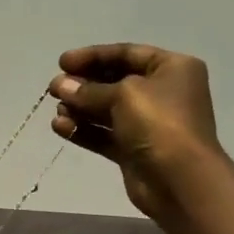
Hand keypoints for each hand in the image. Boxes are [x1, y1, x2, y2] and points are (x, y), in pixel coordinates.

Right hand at [50, 43, 227, 218]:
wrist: (179, 180)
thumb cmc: (159, 123)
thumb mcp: (123, 95)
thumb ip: (88, 90)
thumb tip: (61, 85)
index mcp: (172, 68)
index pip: (127, 53)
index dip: (93, 55)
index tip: (62, 62)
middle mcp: (163, 93)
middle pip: (115, 81)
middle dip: (83, 84)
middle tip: (54, 88)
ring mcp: (149, 123)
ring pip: (107, 110)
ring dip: (80, 108)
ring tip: (57, 111)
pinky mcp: (135, 150)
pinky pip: (105, 135)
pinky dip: (84, 130)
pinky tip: (60, 128)